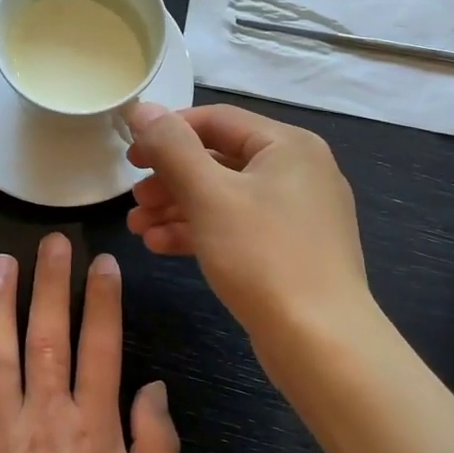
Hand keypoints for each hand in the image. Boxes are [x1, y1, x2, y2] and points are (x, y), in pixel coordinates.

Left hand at [0, 234, 179, 452]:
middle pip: (48, 335)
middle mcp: (45, 414)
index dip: (102, 299)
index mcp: (93, 425)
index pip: (101, 345)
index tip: (101, 262)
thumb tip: (153, 387)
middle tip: (51, 241)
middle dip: (52, 284)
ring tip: (0, 263)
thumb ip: (156, 443)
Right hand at [124, 103, 371, 346]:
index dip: (168, 132)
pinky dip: (201, 232)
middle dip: (170, 178)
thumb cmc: (264, 257)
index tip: (130, 155)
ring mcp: (297, 214)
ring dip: (178, 208)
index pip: (217, 120)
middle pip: (220, 159)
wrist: (322, 344)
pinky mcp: (290, 251)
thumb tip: (142, 108)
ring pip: (226, 197)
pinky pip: (238, 228)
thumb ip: (172, 148)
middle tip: (133, 198)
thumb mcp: (210, 195)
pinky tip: (160, 246)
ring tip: (138, 227)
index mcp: (288, 145)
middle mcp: (298, 171)